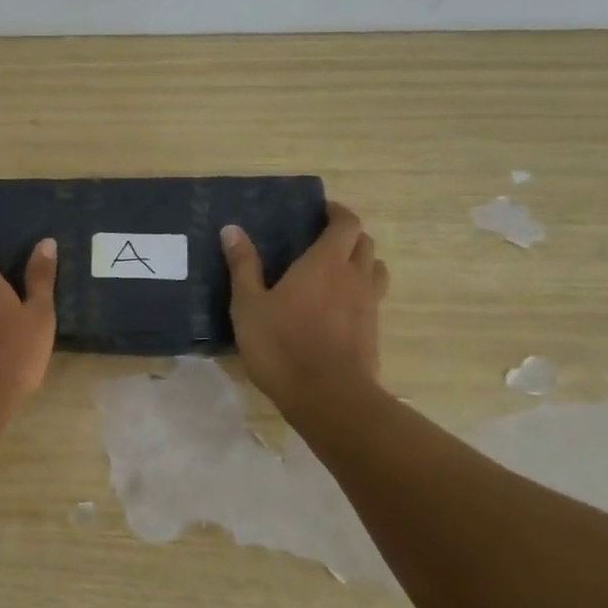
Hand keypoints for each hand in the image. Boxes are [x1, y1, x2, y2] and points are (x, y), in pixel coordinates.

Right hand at [221, 202, 388, 407]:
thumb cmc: (281, 345)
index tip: (322, 211)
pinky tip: (339, 306)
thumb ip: (243, 266)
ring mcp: (369, 304)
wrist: (328, 396)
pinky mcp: (373, 330)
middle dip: (348, 235)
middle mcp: (354, 276)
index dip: (338, 213)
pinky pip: (373, 297)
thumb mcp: (249, 305)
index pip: (346, 223)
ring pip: (375, 269)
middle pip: (364, 243)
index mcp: (324, 263)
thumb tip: (232, 229)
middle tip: (323, 240)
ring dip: (360, 261)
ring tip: (336, 270)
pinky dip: (360, 290)